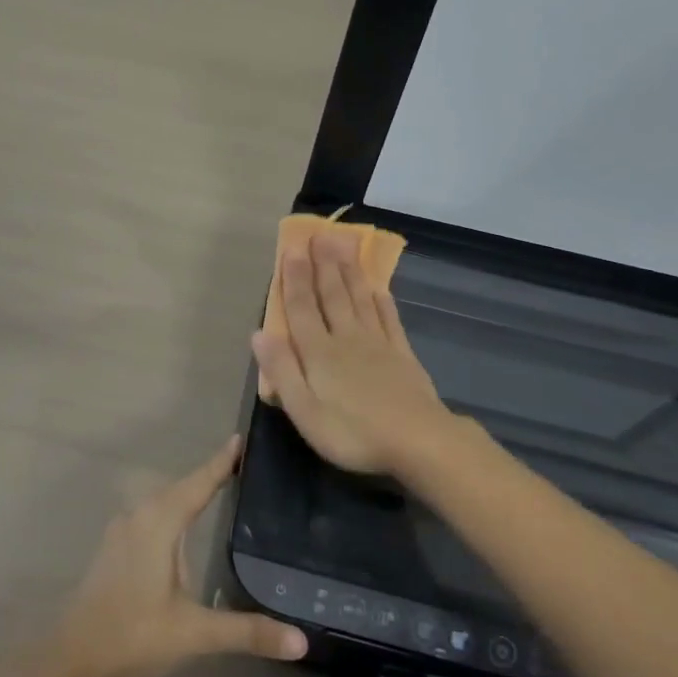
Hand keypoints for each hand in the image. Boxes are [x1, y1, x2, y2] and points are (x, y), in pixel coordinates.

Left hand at [49, 438, 307, 676]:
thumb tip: (301, 641)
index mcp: (158, 523)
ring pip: (162, 503)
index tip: (241, 439)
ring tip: (219, 489)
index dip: (221, 463)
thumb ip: (246, 632)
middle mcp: (138, 517)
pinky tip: (183, 529)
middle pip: (180, 489)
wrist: (72, 663)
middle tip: (241, 465)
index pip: (198, 484)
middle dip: (208, 476)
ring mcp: (121, 533)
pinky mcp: (113, 551)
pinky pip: (150, 519)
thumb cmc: (134, 637)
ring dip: (188, 494)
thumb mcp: (194, 634)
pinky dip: (172, 513)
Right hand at [250, 227, 460, 475]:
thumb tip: (259, 333)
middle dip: (323, 264)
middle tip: (320, 234)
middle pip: (332, 296)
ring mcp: (378, 345)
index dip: (295, 278)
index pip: (302, 308)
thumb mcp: (304, 411)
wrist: (419, 442)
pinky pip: (388, 320)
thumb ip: (282, 370)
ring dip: (349, 272)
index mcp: (318, 353)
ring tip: (344, 246)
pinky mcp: (402, 355)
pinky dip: (382, 301)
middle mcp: (346, 339)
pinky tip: (378, 288)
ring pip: (359, 300)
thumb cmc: (353, 433)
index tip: (292, 248)